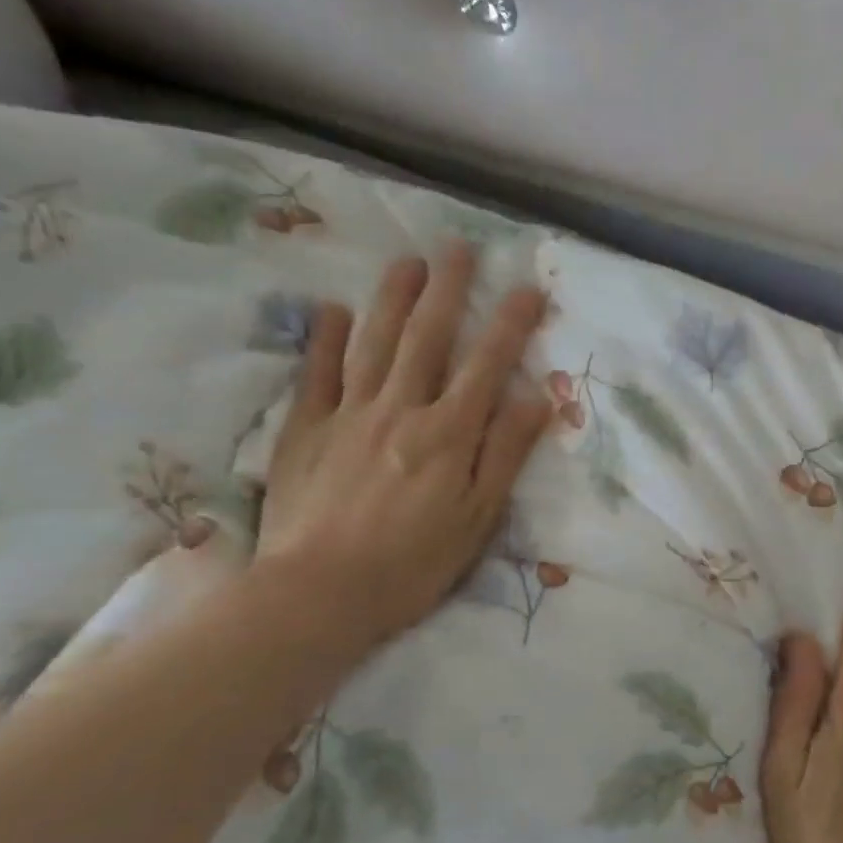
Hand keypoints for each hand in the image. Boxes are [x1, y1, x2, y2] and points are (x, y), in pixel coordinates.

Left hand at [256, 245, 550, 658]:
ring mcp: (348, 415)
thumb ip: (505, 453)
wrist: (320, 594)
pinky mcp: (305, 431)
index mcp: (447, 434)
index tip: (529, 288)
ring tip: (408, 261)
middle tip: (459, 248)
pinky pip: (316, 375)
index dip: (510, 324)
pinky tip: (331, 310)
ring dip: (392, 299)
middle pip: (427, 338)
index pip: (487, 365)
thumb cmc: (412, 563)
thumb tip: (537, 398)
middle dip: (447, 290)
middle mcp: (400, 409)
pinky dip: (324, 340)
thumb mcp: (478, 517)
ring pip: (373, 343)